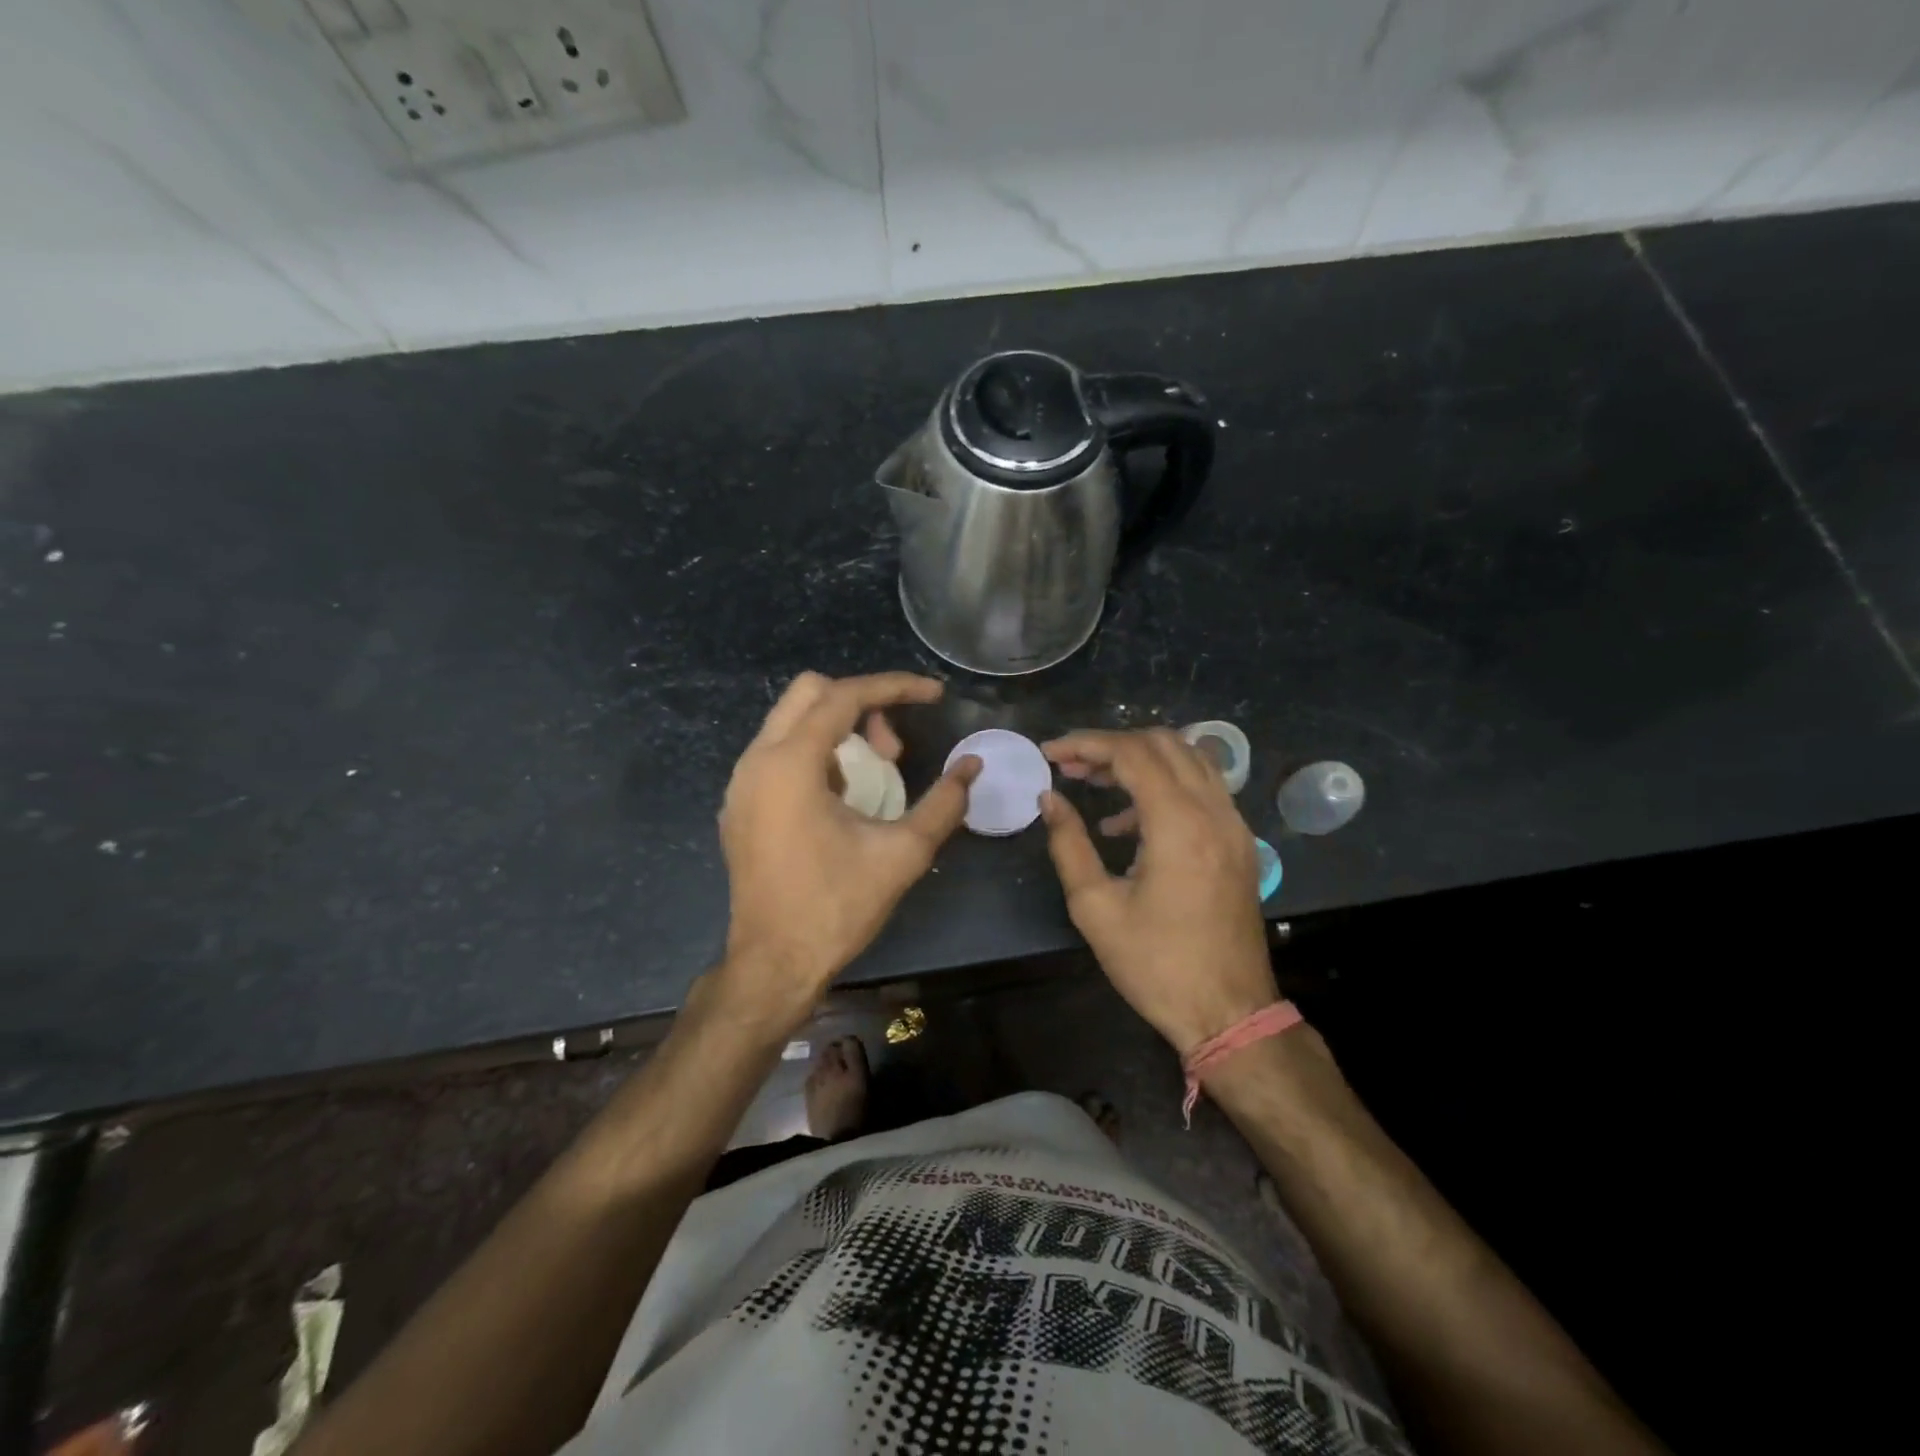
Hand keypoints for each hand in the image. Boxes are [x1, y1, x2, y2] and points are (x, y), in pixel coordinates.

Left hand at [717, 671, 978, 1029]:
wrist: (773, 965)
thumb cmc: (836, 907)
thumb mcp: (902, 854)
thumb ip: (943, 803)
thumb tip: (972, 766)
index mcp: (790, 763)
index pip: (844, 696)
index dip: (895, 687)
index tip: (934, 695)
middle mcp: (756, 761)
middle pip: (809, 693)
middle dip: (861, 704)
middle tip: (894, 747)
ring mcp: (740, 783)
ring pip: (791, 722)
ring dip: (838, 730)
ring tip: (875, 774)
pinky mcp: (739, 805)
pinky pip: (778, 753)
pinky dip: (816, 753)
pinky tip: (842, 798)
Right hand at [1040, 728, 1277, 1055]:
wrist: (1229, 1013)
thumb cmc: (1156, 965)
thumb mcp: (1095, 907)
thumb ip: (1069, 844)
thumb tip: (1049, 798)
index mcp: (1179, 825)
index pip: (1132, 753)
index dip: (1086, 744)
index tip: (1050, 753)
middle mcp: (1215, 812)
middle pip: (1164, 743)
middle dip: (1112, 745)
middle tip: (1072, 766)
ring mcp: (1235, 825)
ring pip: (1189, 759)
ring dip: (1141, 759)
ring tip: (1096, 783)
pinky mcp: (1240, 842)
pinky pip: (1203, 789)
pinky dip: (1165, 785)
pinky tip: (1130, 822)